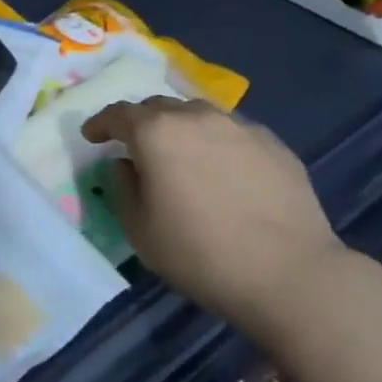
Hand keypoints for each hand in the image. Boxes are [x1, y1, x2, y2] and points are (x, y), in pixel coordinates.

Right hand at [81, 97, 344, 337]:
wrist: (289, 273)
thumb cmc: (200, 254)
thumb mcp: (140, 230)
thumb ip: (123, 188)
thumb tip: (127, 165)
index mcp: (156, 133)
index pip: (118, 114)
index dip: (101, 124)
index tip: (92, 136)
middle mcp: (196, 117)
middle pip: (159, 107)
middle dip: (141, 123)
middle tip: (137, 148)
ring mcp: (239, 127)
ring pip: (198, 116)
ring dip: (181, 129)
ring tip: (183, 156)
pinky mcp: (274, 144)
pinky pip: (233, 134)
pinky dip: (218, 144)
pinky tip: (225, 173)